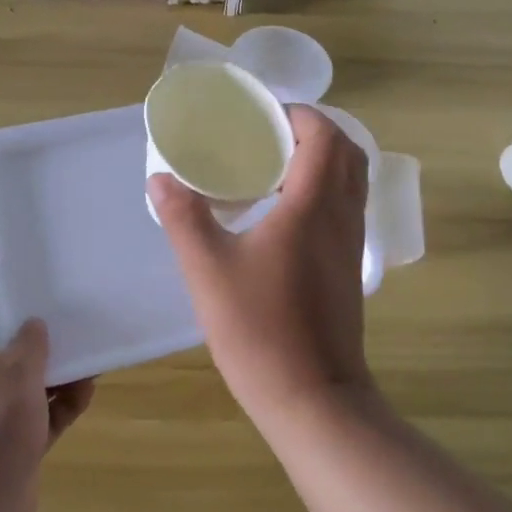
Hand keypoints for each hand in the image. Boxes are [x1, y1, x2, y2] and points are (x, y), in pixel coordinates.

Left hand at [0, 283, 94, 511]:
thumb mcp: (16, 374)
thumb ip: (30, 344)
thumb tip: (35, 323)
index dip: (1, 283)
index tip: (31, 269)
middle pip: (12, 342)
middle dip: (43, 330)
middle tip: (75, 309)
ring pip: (34, 378)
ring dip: (61, 369)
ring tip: (93, 353)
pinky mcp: (18, 438)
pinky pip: (45, 411)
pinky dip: (64, 403)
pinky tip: (88, 392)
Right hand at [150, 106, 372, 416]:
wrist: (312, 397)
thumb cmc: (259, 329)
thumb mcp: (208, 270)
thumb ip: (184, 218)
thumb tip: (161, 179)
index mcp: (312, 206)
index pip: (324, 136)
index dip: (299, 115)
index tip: (262, 115)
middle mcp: (341, 216)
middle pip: (347, 152)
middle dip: (313, 131)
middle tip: (267, 136)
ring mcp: (351, 244)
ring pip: (351, 181)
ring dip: (322, 161)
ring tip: (272, 168)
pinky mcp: (349, 268)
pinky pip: (345, 208)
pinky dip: (324, 190)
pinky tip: (283, 213)